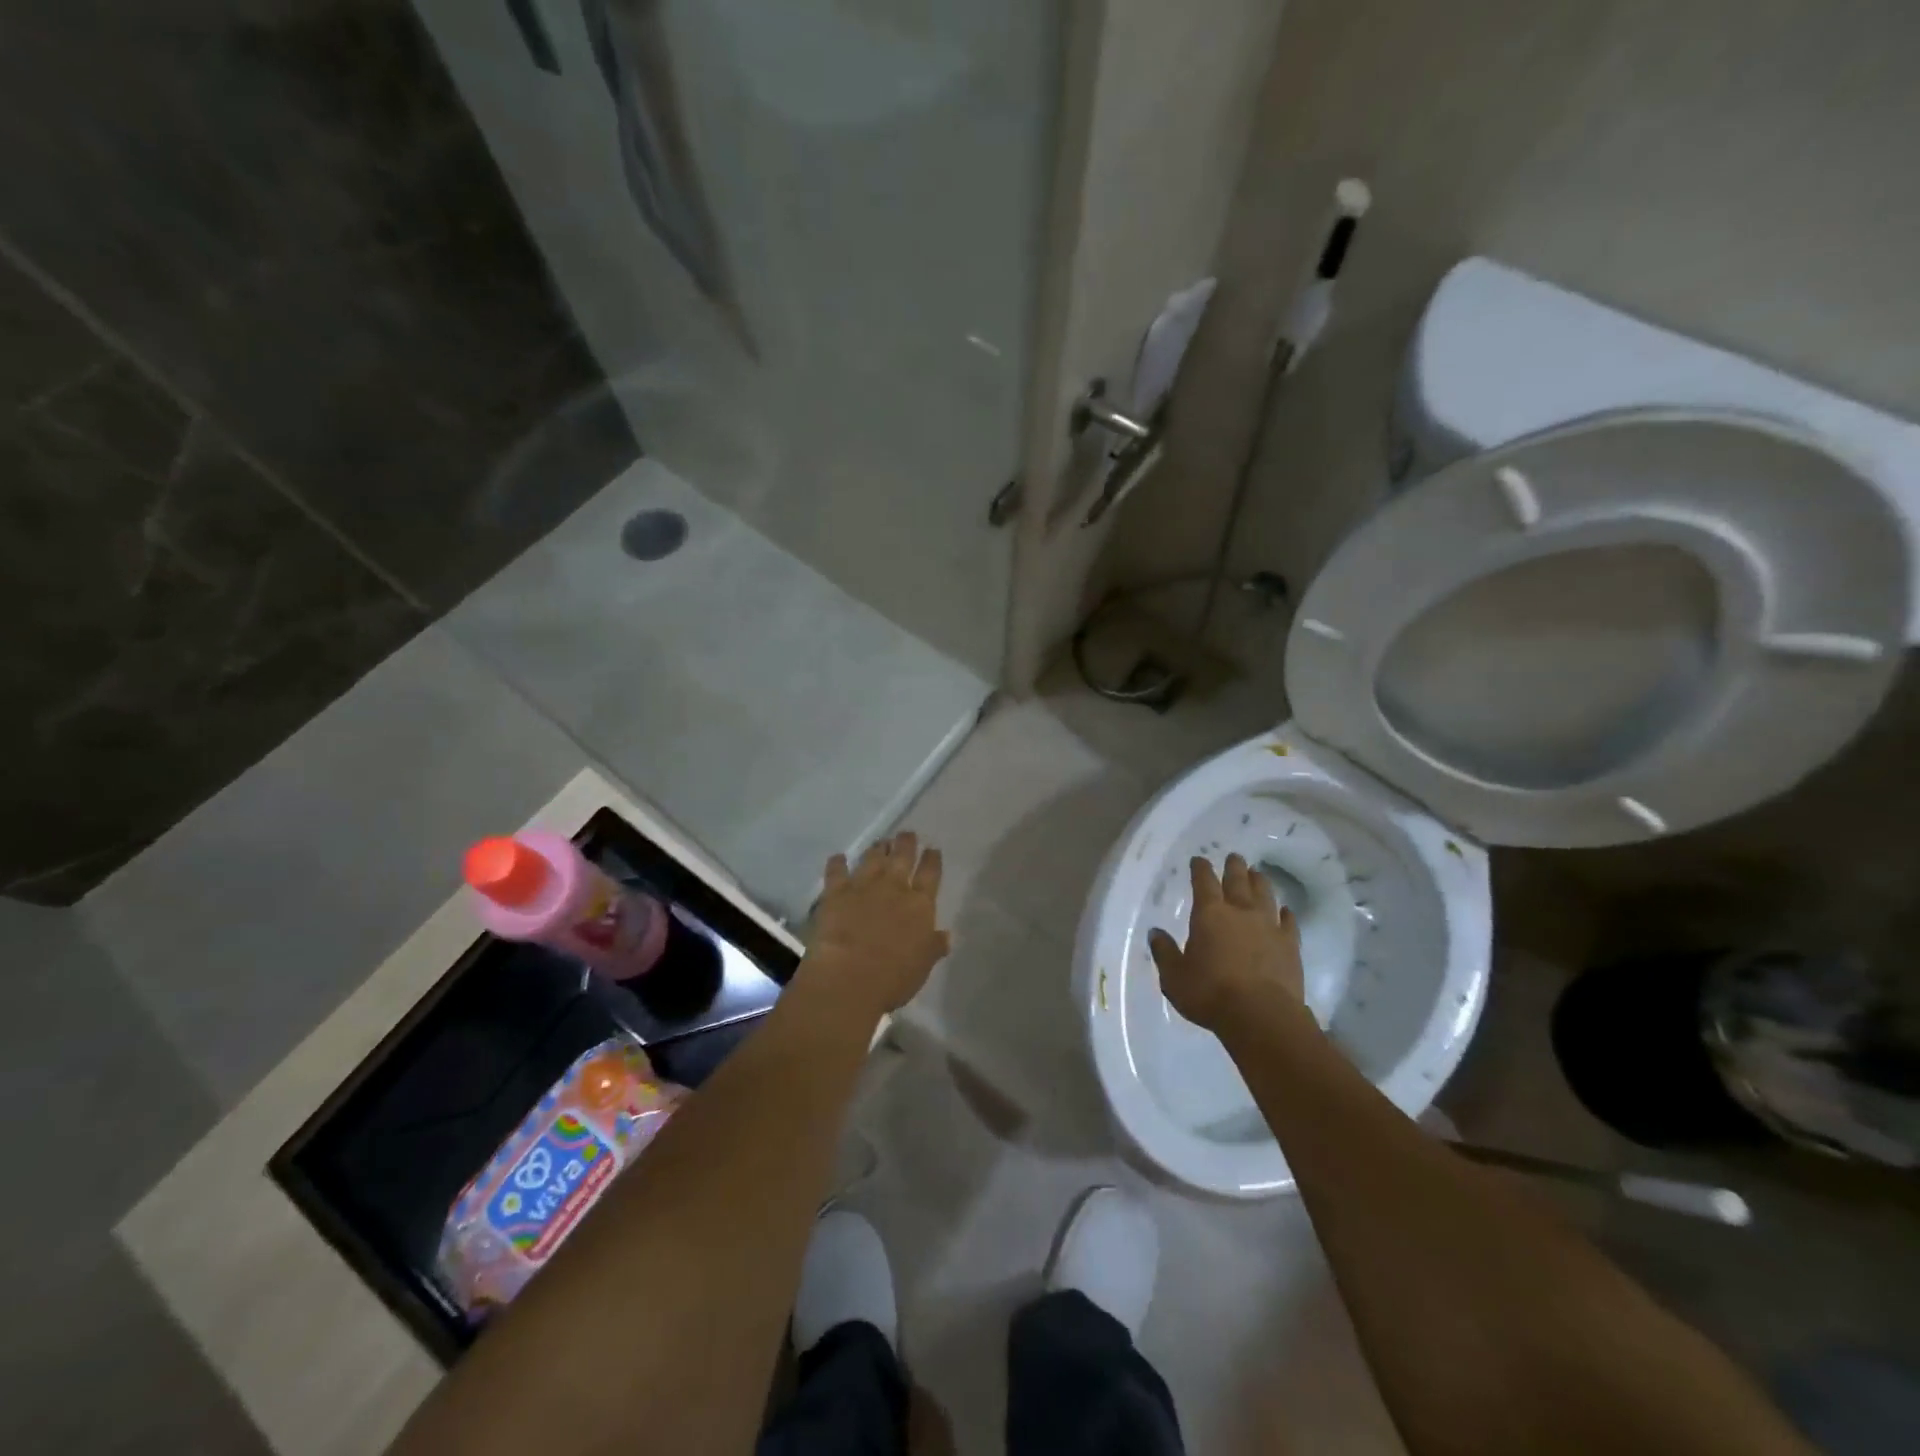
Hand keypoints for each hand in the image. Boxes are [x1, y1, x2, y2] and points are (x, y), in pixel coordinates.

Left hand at [803, 832, 950, 1017]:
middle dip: (907, 843)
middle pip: (903, 857)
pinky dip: (837, 863)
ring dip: (878, 849)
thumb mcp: (923, 965)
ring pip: (873, 858)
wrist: (849, 977)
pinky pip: (836, 871)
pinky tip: (838, 857)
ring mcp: (863, 886)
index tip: (933, 849)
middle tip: (907, 834)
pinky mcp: (835, 892)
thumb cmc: (893, 977)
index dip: (932, 859)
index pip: (930, 874)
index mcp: (920, 905)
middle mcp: (894, 887)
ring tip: (881, 842)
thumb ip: (934, 946)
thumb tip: (947, 935)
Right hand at [1148, 853, 1303, 1032]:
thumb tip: (1155, 933)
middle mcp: (1240, 912)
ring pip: (1265, 895)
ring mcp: (1269, 927)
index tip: (1199, 860)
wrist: (1261, 1016)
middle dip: (1234, 867)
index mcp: (1209, 914)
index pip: (1203, 882)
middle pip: (1238, 881)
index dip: (1200, 869)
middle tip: (1234, 857)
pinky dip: (1286, 914)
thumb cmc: (1210, 993)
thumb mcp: (1175, 976)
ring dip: (1260, 882)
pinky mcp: (1290, 946)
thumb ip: (1165, 952)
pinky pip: (1289, 922)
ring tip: (1258, 874)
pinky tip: (1286, 911)